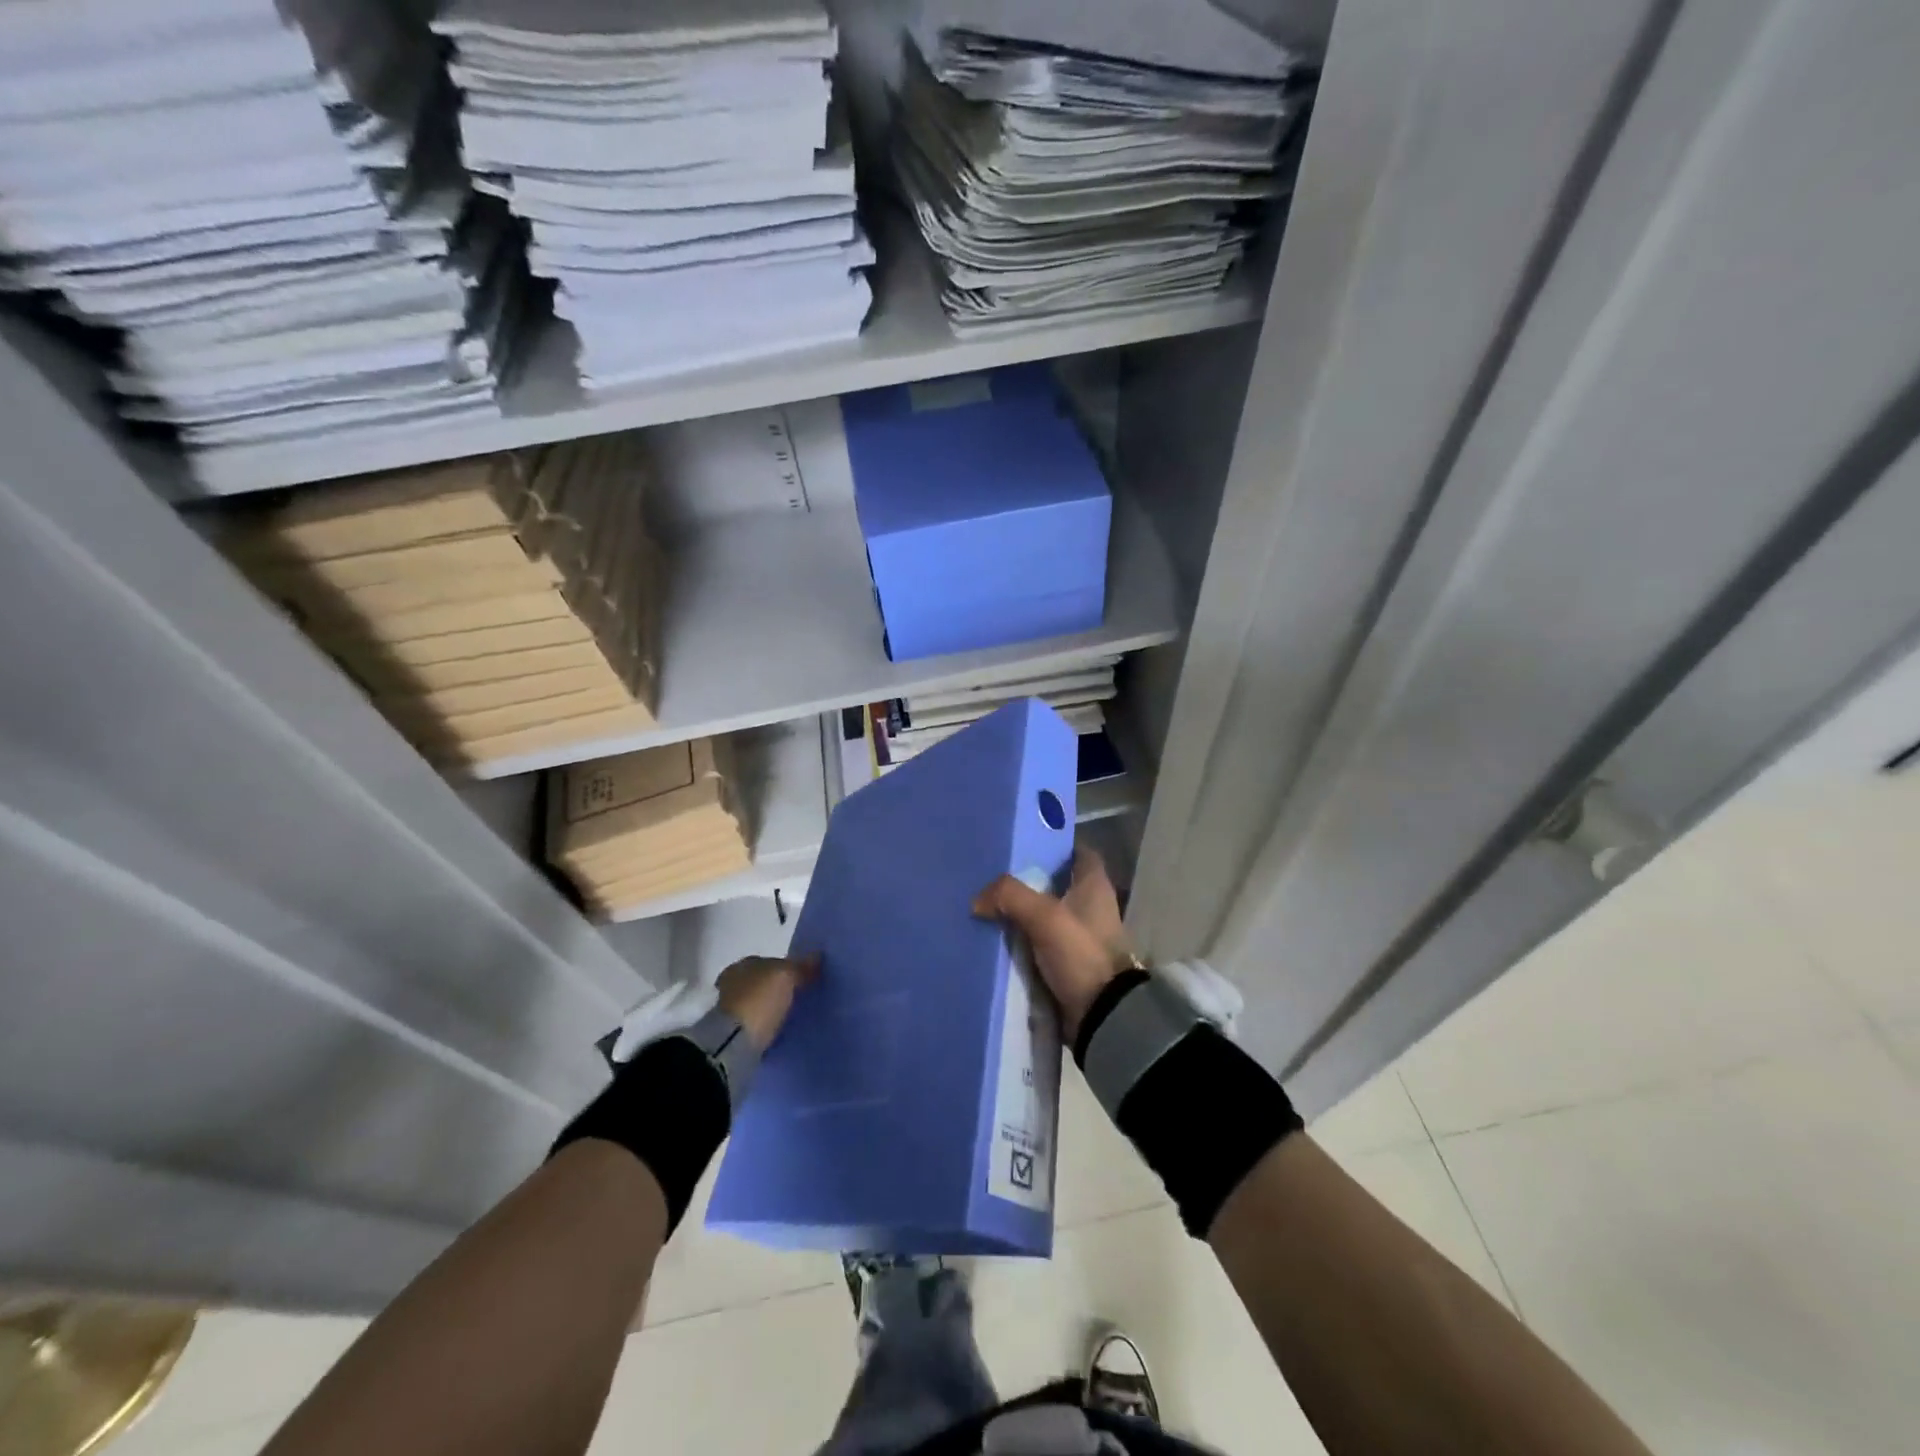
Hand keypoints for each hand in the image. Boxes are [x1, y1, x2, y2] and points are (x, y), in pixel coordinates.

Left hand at [715, 953, 819, 1051]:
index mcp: (742, 965)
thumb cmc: (759, 999)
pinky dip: (766, 1026)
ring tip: (792, 1015)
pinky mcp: (732, 1035)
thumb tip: (817, 957)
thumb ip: (801, 966)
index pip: (766, 962)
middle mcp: (732, 984)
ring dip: (770, 1009)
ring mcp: (730, 1011)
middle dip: (776, 989)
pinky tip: (781, 1030)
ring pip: (758, 1004)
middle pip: (760, 983)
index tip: (801, 977)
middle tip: (798, 996)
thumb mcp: (786, 976)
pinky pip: (756, 1025)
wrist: (735, 1043)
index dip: (784, 968)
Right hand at [973, 847, 1135, 1040]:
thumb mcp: (1044, 917)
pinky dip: (1022, 940)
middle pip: (1057, 883)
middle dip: (1029, 880)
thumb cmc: (1081, 954)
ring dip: (1022, 912)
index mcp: (1095, 886)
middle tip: (994, 875)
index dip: (1056, 845)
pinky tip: (997, 938)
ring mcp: (1081, 936)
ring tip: (987, 905)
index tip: (1025, 843)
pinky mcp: (1069, 962)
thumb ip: (1010, 897)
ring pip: (1046, 914)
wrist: (1101, 1016)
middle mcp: (1092, 906)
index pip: (1080, 852)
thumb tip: (978, 899)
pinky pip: (1040, 942)